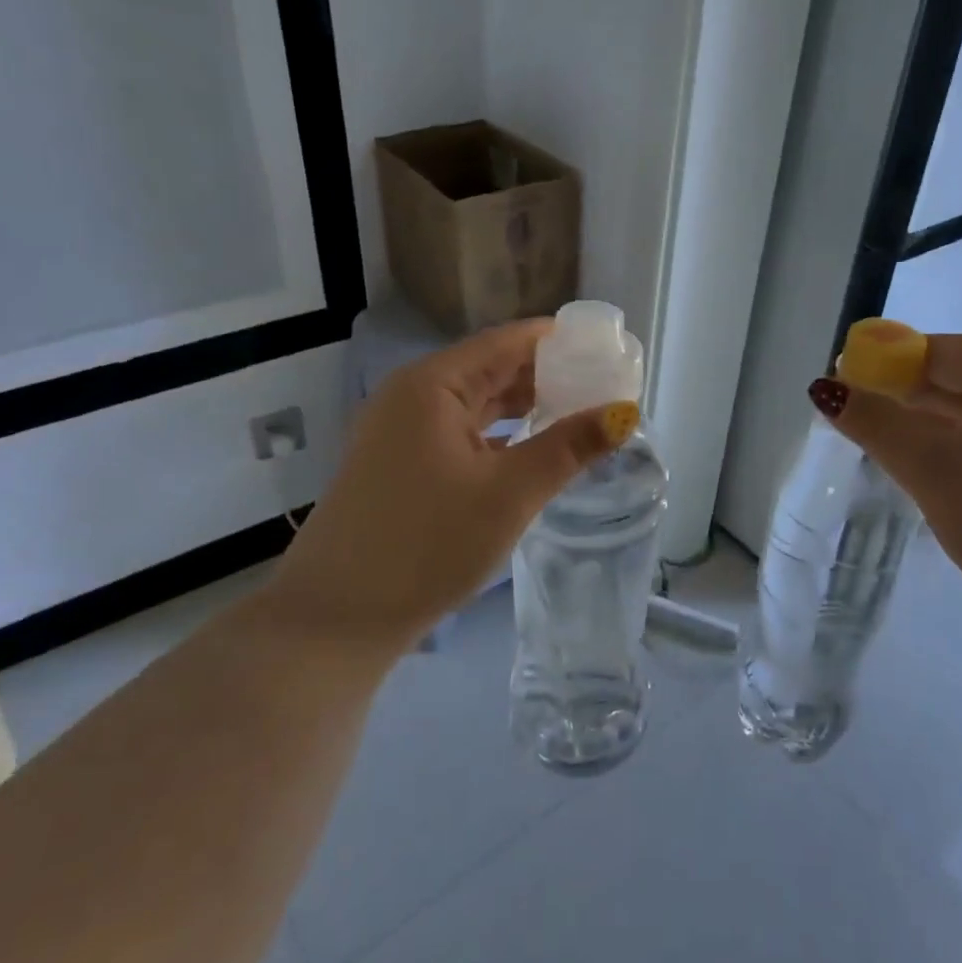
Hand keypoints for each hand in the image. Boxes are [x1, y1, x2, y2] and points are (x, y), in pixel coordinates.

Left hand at [266, 320, 637, 660]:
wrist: (337, 620)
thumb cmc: (427, 544)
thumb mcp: (509, 493)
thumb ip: (570, 447)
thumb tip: (624, 413)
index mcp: (432, 384)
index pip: (508, 342)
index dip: (561, 343)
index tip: (610, 352)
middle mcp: (412, 396)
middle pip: (492, 369)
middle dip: (549, 376)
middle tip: (606, 388)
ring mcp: (402, 433)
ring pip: (477, 405)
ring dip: (526, 408)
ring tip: (581, 415)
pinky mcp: (402, 467)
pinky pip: (462, 435)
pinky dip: (501, 437)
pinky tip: (534, 452)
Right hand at [811, 333, 961, 650]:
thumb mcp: (932, 470)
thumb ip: (875, 424)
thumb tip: (824, 388)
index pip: (942, 350)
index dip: (887, 363)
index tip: (845, 388)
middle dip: (906, 398)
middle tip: (858, 423)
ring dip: (932, 428)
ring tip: (887, 449)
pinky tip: (937, 475)